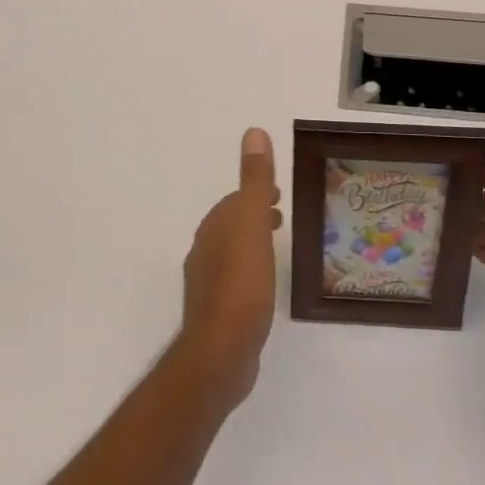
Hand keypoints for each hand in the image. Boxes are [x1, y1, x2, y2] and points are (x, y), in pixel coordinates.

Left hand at [178, 127, 282, 405]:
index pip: (234, 202)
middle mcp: (205, 252)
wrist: (221, 352)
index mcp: (214, 229)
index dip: (255, 194)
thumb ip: (254, 181)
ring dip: (250, 242)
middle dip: (252, 216)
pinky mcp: (216, 312)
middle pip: (231, 225)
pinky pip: (234, 279)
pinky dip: (249, 270)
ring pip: (231, 252)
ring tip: (276, 247)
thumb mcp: (252, 225)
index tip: (278, 193)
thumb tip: (253, 132)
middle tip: (280, 215)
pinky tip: (263, 286)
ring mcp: (208, 284)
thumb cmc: (241, 284)